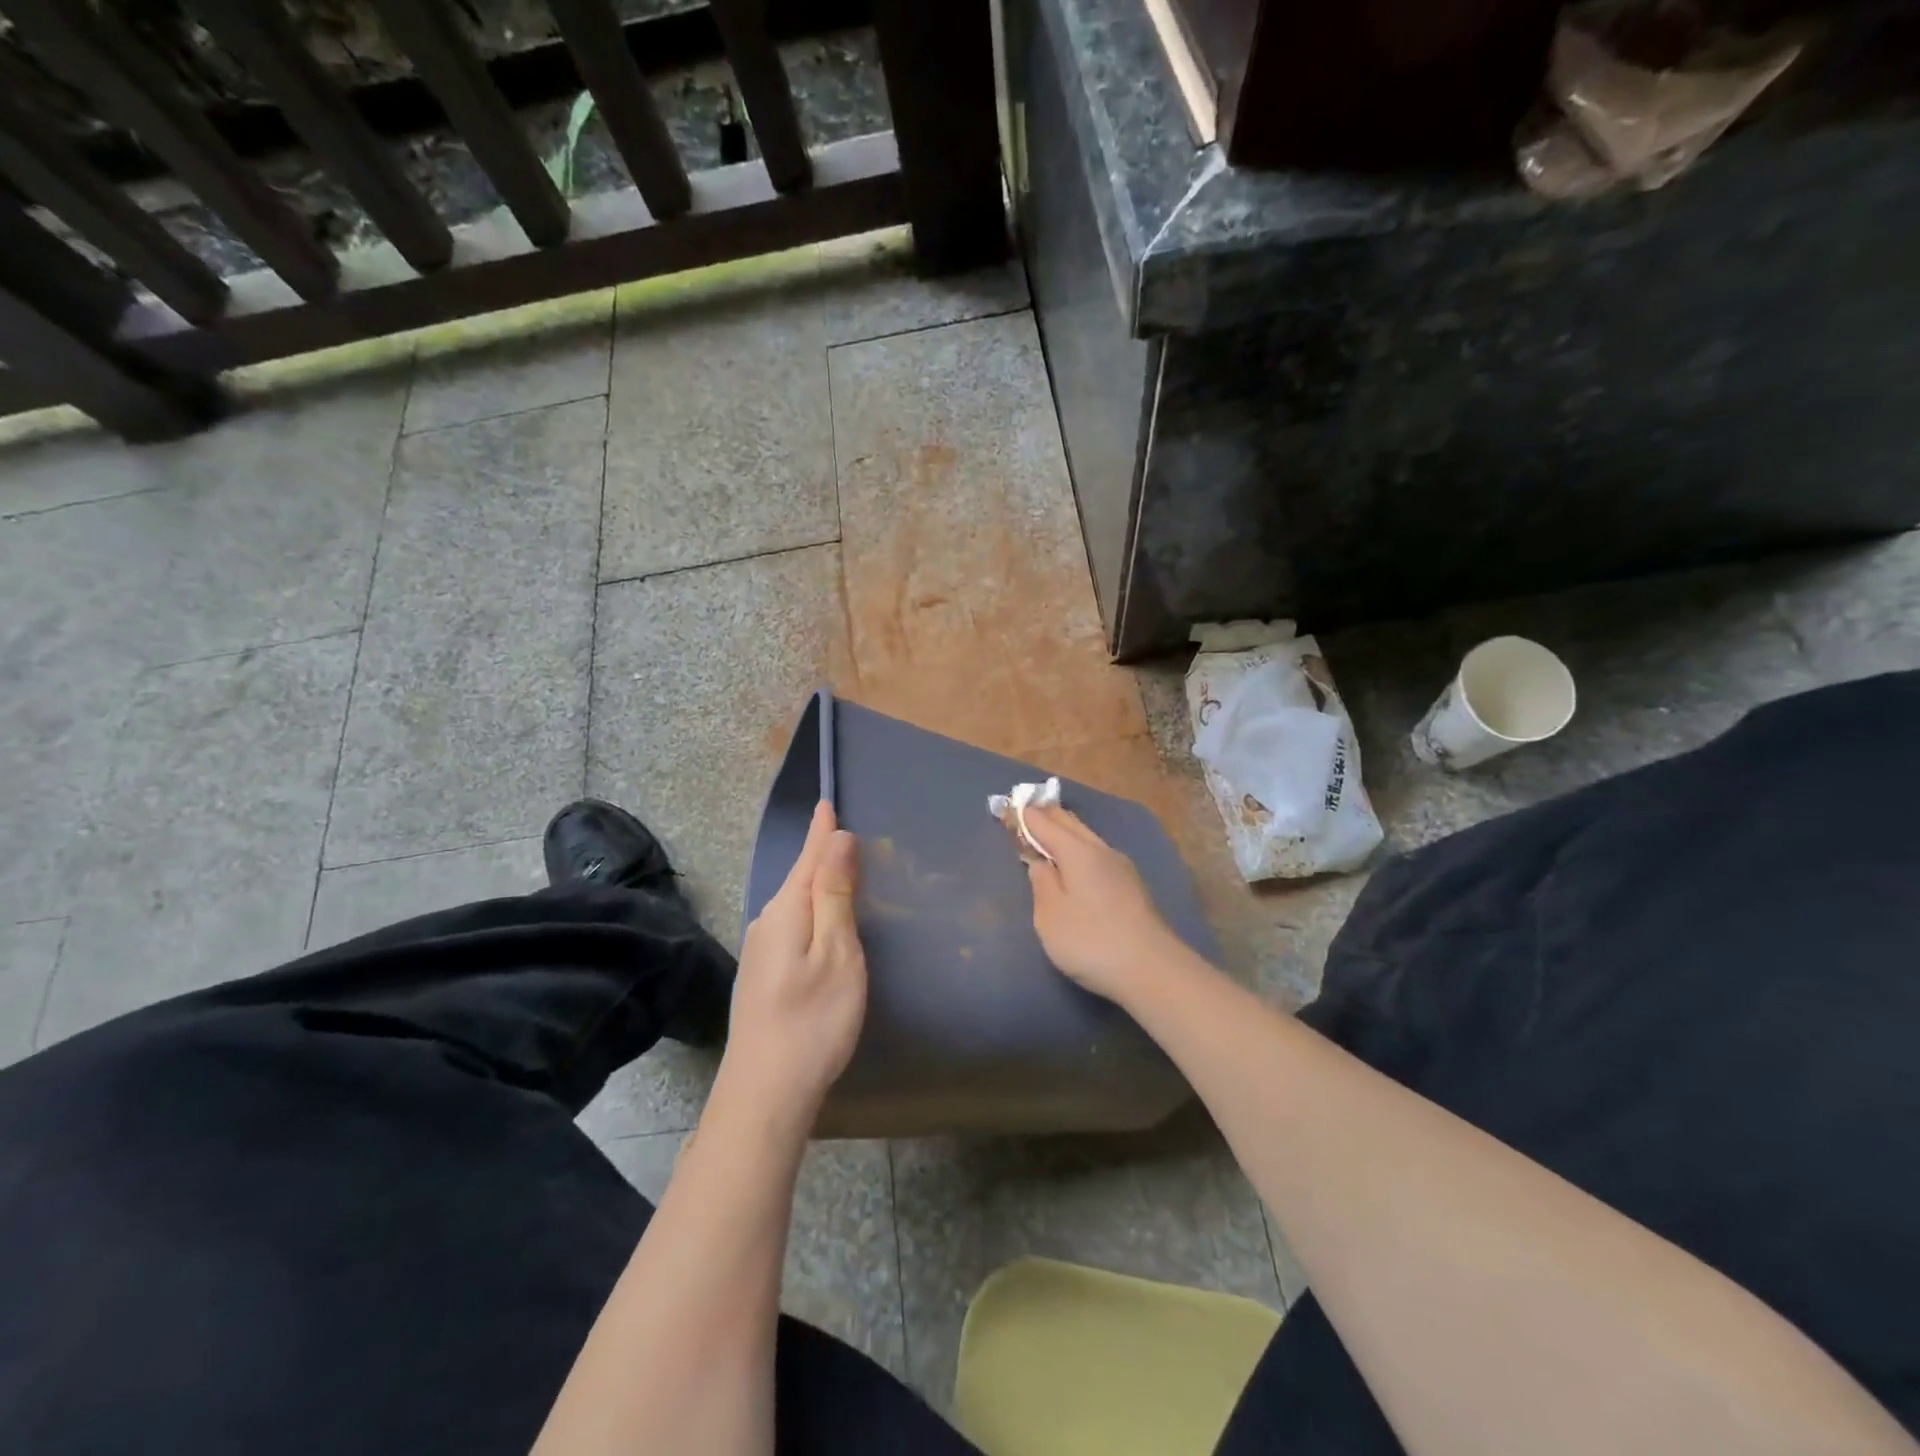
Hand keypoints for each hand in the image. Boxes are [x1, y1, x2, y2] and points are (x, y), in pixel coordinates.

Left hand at [720, 802, 867, 1126]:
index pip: (809, 858)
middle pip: (799, 878)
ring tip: (838, 869)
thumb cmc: (813, 1020)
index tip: (828, 802)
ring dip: (816, 883)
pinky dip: (811, 911)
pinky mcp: (763, 976)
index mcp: (787, 911)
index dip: (822, 832)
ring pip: (794, 904)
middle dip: (820, 854)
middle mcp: (766, 923)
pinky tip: (820, 921)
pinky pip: (791, 925)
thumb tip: (838, 838)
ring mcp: (760, 952)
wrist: (765, 1093)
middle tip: (844, 832)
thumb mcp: (837, 953)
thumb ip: (836, 894)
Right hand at [1022, 805, 1193, 1004]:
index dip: (1023, 815)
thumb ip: (1041, 882)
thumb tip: (1039, 860)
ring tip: (1045, 836)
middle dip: (1045, 816)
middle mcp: (1101, 850)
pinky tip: (1074, 864)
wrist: (1153, 971)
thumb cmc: (1091, 942)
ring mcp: (1121, 867)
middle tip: (1024, 815)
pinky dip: (1078, 849)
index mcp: (1077, 851)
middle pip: (1069, 822)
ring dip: (1064, 833)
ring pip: (1086, 837)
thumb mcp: (1050, 916)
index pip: (1044, 821)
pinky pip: (1096, 854)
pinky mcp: (1131, 886)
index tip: (1005, 808)